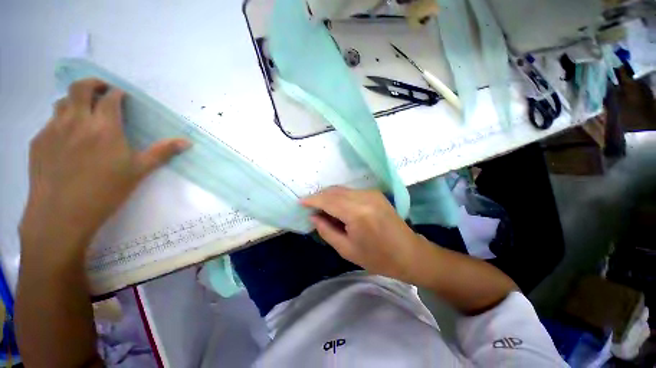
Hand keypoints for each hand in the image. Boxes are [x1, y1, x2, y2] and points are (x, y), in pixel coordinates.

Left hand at [19, 79, 189, 258]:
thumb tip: (187, 142)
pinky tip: (68, 138)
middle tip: (103, 91)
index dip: (118, 94)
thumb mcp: (139, 171)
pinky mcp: (39, 141)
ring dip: (75, 101)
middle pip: (80, 87)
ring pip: (63, 102)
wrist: (60, 215)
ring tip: (84, 114)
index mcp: (104, 128)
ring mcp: (53, 129)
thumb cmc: (105, 192)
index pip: (111, 98)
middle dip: (94, 84)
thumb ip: (162, 152)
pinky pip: (50, 122)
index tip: (123, 98)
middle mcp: (76, 121)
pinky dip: (62, 121)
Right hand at [302, 186, 430, 283]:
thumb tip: (313, 217)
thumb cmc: (379, 258)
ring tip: (320, 208)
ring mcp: (372, 193)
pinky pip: (351, 191)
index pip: (328, 200)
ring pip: (342, 189)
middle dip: (319, 196)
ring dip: (329, 196)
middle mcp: (365, 197)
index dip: (312, 200)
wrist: (410, 253)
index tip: (300, 202)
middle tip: (309, 206)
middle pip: (334, 191)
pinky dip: (340, 196)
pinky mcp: (375, 193)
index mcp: (357, 213)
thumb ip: (327, 231)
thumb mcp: (347, 250)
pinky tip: (336, 206)